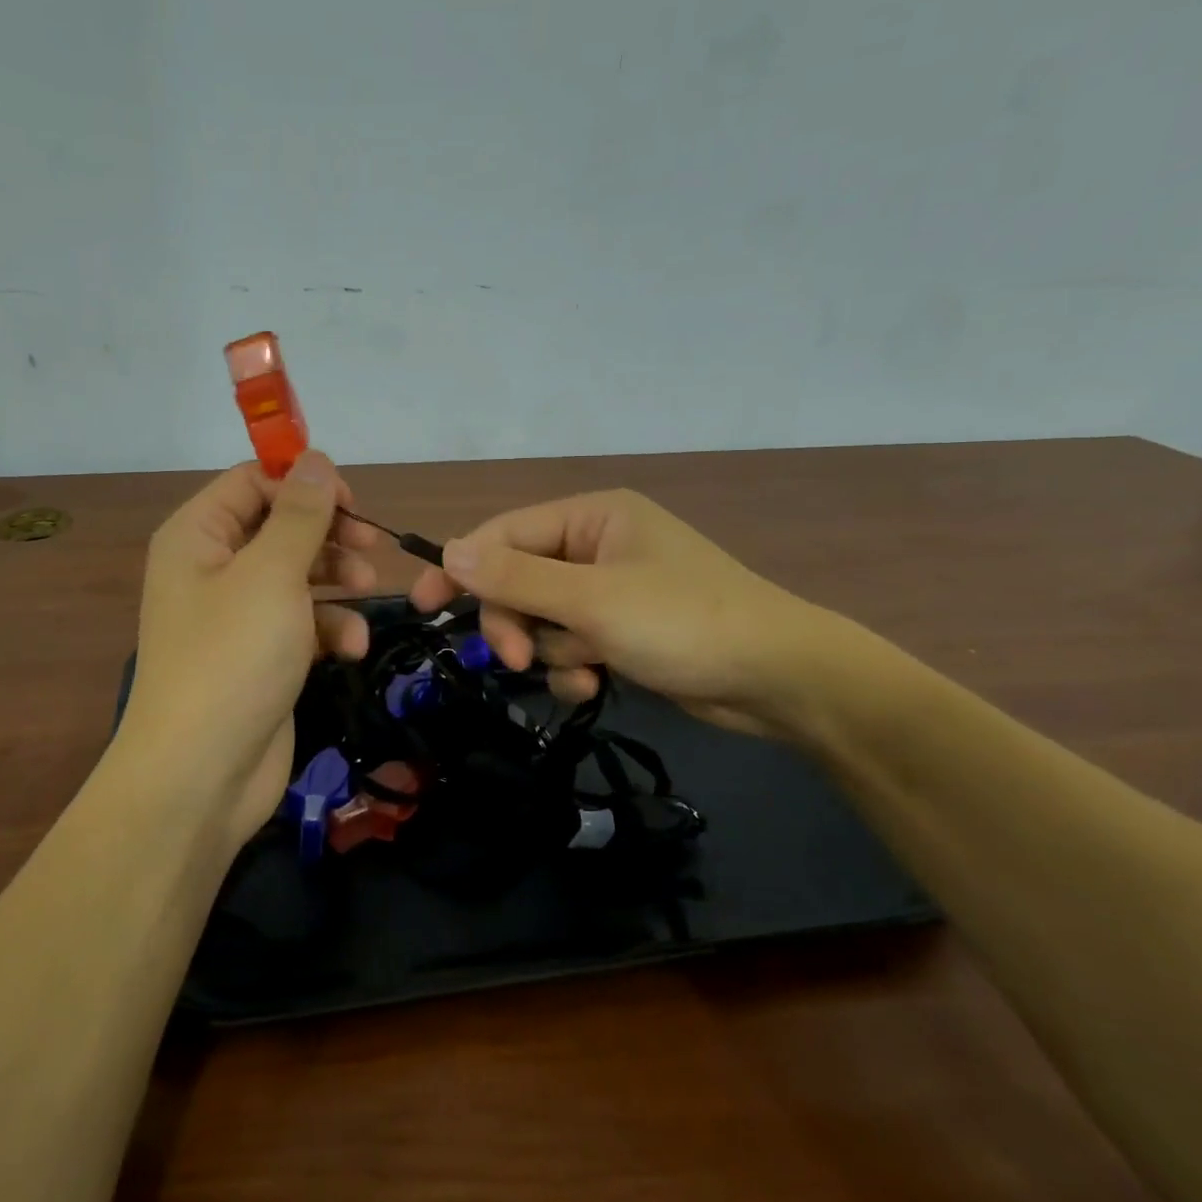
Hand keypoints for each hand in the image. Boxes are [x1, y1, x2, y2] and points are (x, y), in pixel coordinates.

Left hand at [119, 451, 378, 848]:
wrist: (202, 774)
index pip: (253, 483)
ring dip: (336, 579)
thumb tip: (315, 458)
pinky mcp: (261, 655)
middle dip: (327, 533)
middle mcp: (212, 568)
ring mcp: (237, 615)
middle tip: (371, 546)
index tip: (351, 502)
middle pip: (279, 527)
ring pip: (297, 574)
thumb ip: (299, 514)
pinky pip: (301, 622)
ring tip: (367, 589)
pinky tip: (351, 646)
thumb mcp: (271, 574)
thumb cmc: (233, 657)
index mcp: (198, 536)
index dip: (302, 484)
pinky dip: (329, 628)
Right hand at [410, 489, 829, 737]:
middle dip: (515, 621)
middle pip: (518, 579)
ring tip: (582, 671)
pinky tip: (593, 684)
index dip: (461, 567)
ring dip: (549, 649)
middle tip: (515, 658)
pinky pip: (569, 642)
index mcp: (591, 516)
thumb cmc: (684, 622)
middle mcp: (597, 544)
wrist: (779, 680)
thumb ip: (516, 577)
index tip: (423, 606)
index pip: (504, 533)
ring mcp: (610, 589)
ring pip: (540, 617)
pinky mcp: (621, 629)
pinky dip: (572, 665)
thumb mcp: (592, 600)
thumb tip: (449, 551)